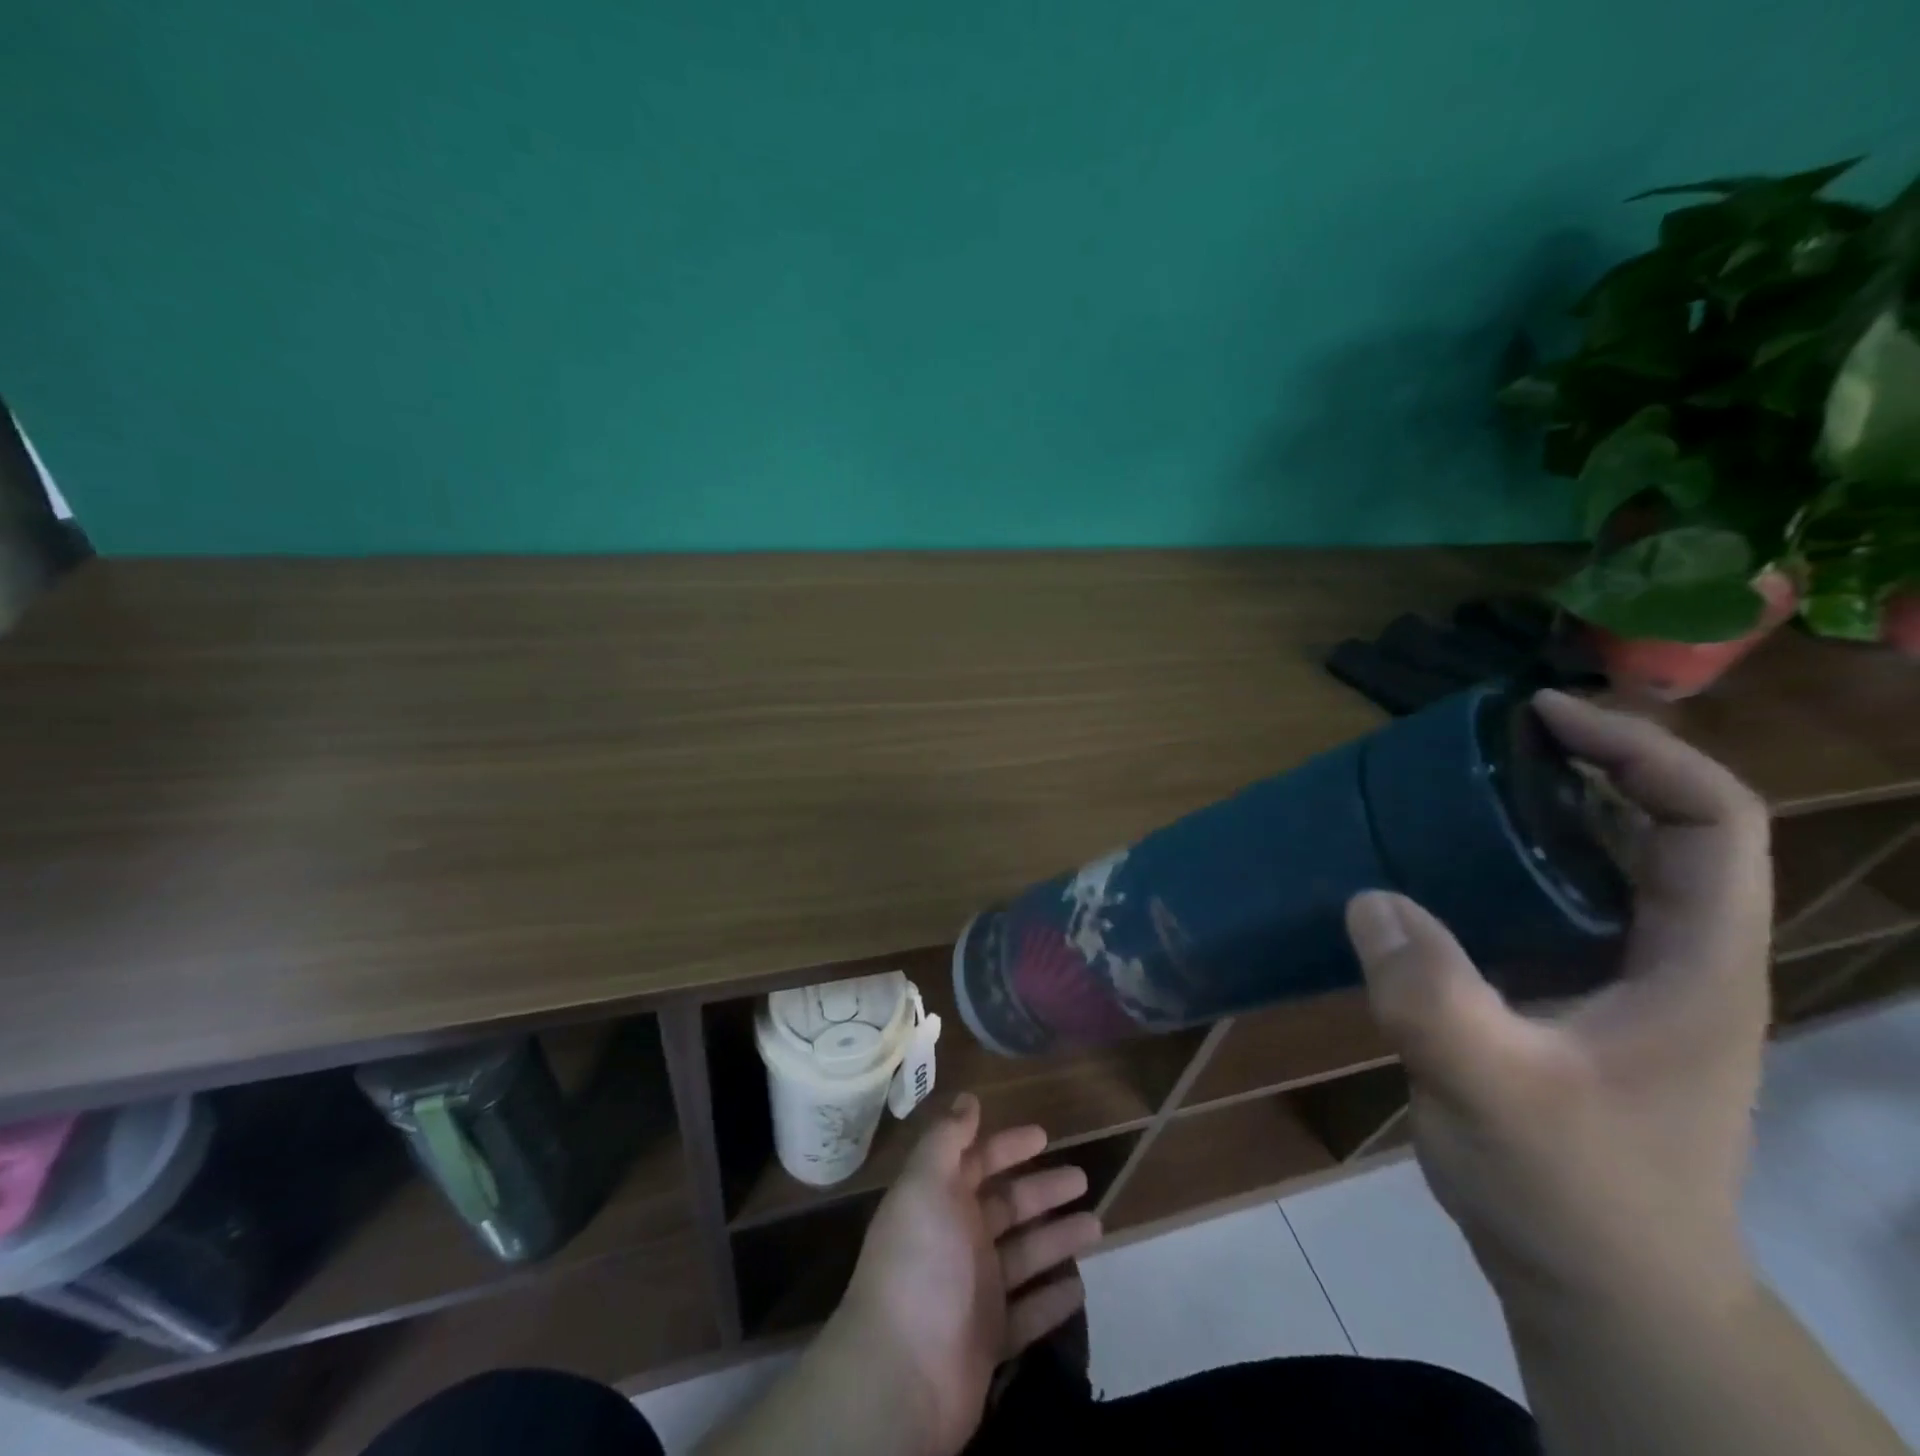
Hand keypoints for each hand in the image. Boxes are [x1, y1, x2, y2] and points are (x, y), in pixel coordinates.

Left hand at [824, 1093, 1101, 1455]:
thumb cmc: (919, 1263)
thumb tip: (967, 1097)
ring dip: (1058, 1239)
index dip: (1008, 1146)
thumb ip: (947, 1138)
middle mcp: (957, 1240)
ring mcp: (975, 1292)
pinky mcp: (990, 1340)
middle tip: (1083, 1178)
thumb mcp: (926, 1184)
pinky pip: (1029, 1313)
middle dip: (1043, 1190)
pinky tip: (1080, 1287)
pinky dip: (1052, 1299)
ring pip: (1025, 1255)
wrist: (902, 1375)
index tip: (1044, 1135)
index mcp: (940, 1200)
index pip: (978, 1162)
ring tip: (1098, 1226)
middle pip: (1007, 1206)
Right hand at [1343, 690, 1770, 1316]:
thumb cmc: (1574, 1195)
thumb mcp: (1495, 1093)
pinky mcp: (1576, 1005)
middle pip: (1661, 830)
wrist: (1602, 1291)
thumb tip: (1368, 898)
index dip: (1640, 750)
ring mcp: (1627, 985)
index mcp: (1696, 966)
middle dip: (1584, 768)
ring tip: (1451, 793)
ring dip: (1539, 817)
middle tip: (1483, 744)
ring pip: (1602, 869)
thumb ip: (1431, 995)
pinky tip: (1434, 877)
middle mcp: (1676, 960)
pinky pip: (1547, 909)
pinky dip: (1502, 870)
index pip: (1711, 821)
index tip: (1542, 715)